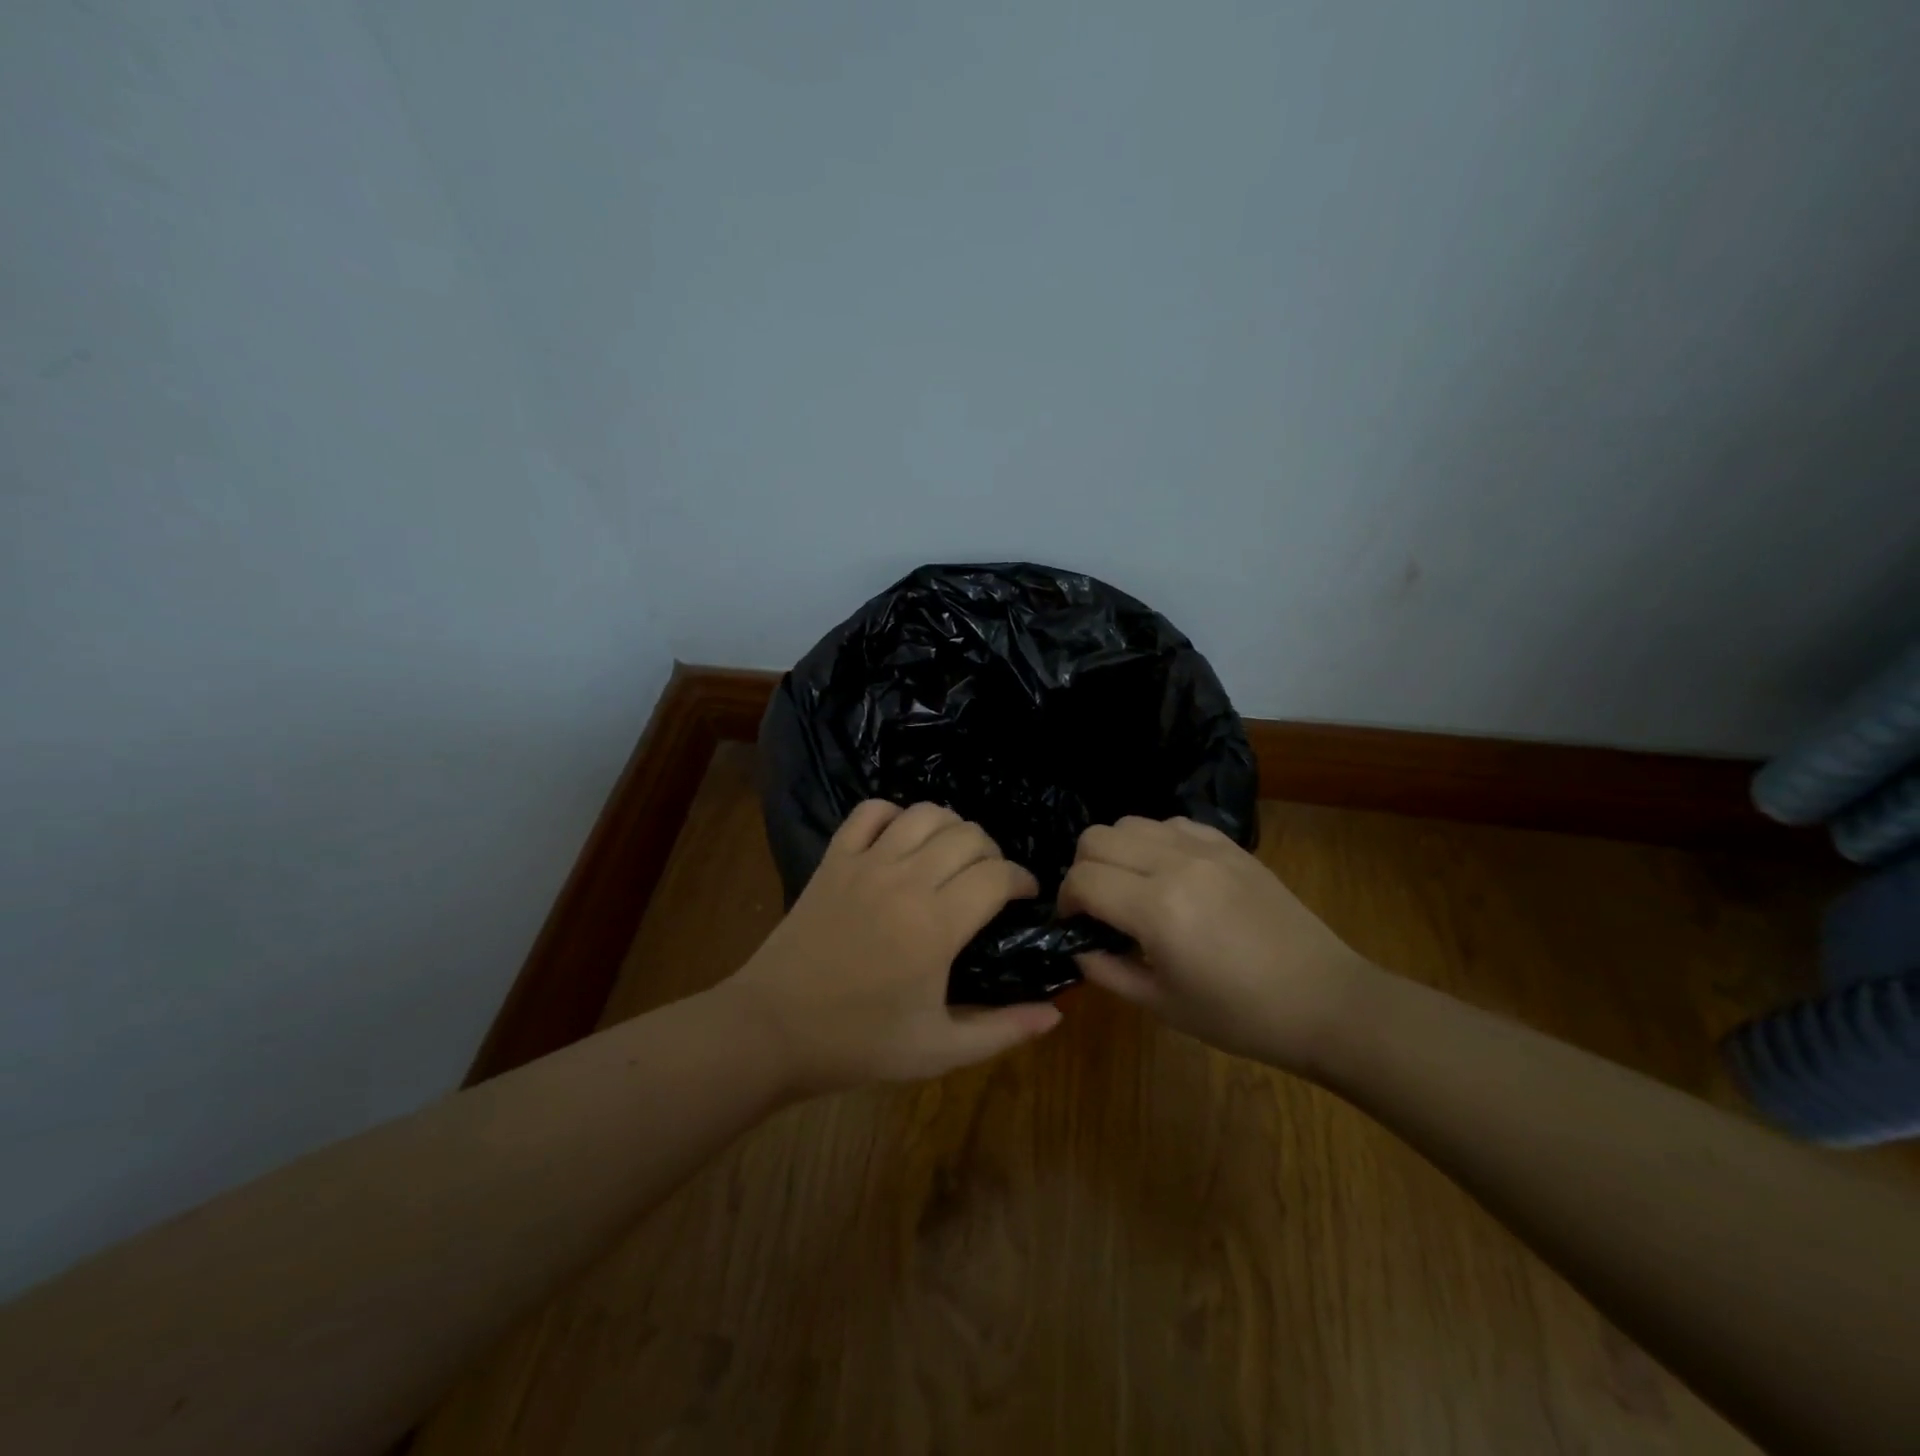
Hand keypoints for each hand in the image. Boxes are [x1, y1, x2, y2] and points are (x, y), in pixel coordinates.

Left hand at [722, 800, 1062, 1094]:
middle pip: (969, 835)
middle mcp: (905, 880)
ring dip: (951, 828)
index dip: (1022, 880)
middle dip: (992, 853)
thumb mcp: (939, 1050)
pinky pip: (870, 811)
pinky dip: (895, 813)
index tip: (1026, 897)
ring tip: (953, 857)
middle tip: (991, 883)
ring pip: (925, 813)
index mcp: (936, 924)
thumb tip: (1056, 1013)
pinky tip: (902, 839)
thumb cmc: (859, 1043)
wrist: (772, 1029)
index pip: (998, 875)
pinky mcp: (834, 858)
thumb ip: (1003, 1029)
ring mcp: (865, 862)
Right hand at [1058, 816, 1371, 1071]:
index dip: (1065, 902)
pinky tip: (1169, 875)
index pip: (1082, 880)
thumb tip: (1077, 945)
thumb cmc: (1242, 1017)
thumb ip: (1106, 970)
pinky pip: (1171, 823)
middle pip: (1096, 838)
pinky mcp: (1230, 844)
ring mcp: (1206, 848)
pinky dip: (1153, 842)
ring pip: (1130, 822)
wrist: (1326, 1001)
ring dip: (1116, 852)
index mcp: (1158, 909)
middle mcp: (1176, 864)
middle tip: (1097, 906)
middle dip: (1082, 870)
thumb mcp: (1162, 1006)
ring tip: (1131, 888)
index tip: (1074, 925)